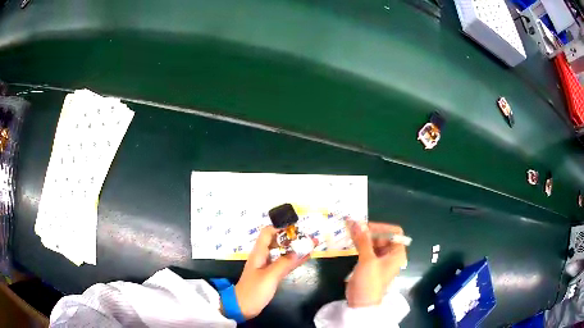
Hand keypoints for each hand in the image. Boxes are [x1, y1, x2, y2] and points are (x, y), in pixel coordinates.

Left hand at [234, 226, 312, 318]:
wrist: (243, 306)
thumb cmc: (254, 290)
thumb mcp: (269, 276)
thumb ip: (283, 263)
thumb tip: (298, 251)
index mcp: (259, 252)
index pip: (268, 232)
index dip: (281, 227)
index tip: (297, 228)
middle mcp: (263, 256)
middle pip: (277, 241)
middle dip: (292, 237)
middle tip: (308, 237)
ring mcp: (268, 266)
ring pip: (283, 252)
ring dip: (296, 248)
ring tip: (312, 244)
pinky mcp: (271, 275)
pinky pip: (285, 263)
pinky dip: (294, 259)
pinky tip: (306, 257)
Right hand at [345, 220, 406, 307]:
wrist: (361, 303)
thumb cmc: (370, 281)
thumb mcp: (367, 260)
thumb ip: (362, 240)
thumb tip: (356, 222)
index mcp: (397, 253)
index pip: (394, 232)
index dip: (382, 227)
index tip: (366, 227)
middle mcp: (391, 255)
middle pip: (383, 236)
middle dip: (370, 231)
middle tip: (354, 228)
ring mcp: (380, 260)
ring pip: (374, 242)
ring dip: (363, 237)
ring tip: (350, 233)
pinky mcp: (370, 264)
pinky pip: (367, 249)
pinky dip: (360, 244)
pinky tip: (350, 242)